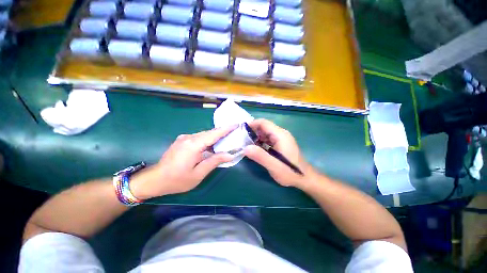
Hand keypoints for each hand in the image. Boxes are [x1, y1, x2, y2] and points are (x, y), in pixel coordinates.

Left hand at [130, 126, 236, 198]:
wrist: (154, 180)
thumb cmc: (177, 180)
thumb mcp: (198, 174)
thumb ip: (214, 161)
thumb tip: (230, 155)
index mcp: (193, 145)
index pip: (214, 134)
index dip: (226, 129)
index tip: (236, 124)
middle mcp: (189, 137)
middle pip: (210, 133)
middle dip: (223, 132)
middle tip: (234, 133)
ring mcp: (184, 138)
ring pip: (204, 135)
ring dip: (215, 137)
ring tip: (227, 139)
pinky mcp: (182, 141)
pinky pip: (199, 138)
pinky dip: (208, 140)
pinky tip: (213, 145)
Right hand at [244, 119, 315, 187]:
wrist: (305, 178)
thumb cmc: (290, 172)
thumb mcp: (274, 166)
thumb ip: (260, 156)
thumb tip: (245, 148)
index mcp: (280, 135)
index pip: (264, 123)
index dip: (252, 124)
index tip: (241, 130)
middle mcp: (281, 134)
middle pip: (264, 127)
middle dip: (252, 131)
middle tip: (242, 139)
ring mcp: (281, 139)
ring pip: (265, 133)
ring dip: (255, 137)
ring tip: (246, 144)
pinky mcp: (281, 144)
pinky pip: (268, 139)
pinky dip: (260, 141)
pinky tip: (255, 148)